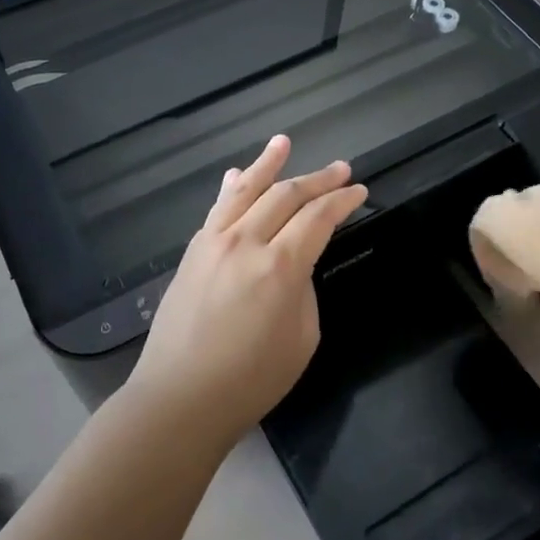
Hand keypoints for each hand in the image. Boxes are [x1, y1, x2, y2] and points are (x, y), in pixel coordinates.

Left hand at [125, 136, 367, 444]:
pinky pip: (217, 208)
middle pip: (286, 196)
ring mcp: (213, 242)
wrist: (180, 397)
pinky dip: (232, 188)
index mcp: (280, 266)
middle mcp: (245, 242)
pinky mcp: (193, 251)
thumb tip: (294, 265)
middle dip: (318, 179)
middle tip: (341, 169)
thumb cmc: (251, 380)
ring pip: (246, 190)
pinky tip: (238, 175)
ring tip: (284, 142)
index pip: (318, 218)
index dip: (342, 200)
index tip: (360, 190)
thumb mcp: (302, 339)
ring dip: (268, 164)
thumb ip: (303, 289)